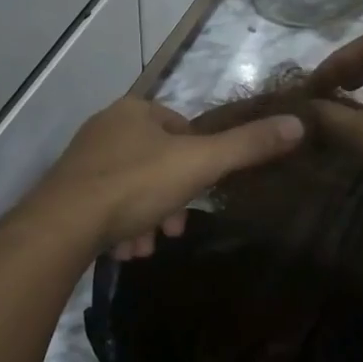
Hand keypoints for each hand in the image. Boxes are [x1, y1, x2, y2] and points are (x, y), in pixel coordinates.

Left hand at [29, 97, 304, 257]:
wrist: (63, 224)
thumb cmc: (136, 185)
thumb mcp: (199, 164)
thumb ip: (248, 146)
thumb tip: (298, 124)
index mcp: (135, 111)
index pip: (181, 130)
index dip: (197, 165)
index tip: (198, 197)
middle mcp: (106, 127)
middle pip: (157, 163)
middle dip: (170, 200)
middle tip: (173, 232)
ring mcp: (84, 158)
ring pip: (132, 188)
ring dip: (146, 219)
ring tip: (144, 248)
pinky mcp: (67, 190)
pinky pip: (105, 204)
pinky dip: (119, 226)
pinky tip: (123, 250)